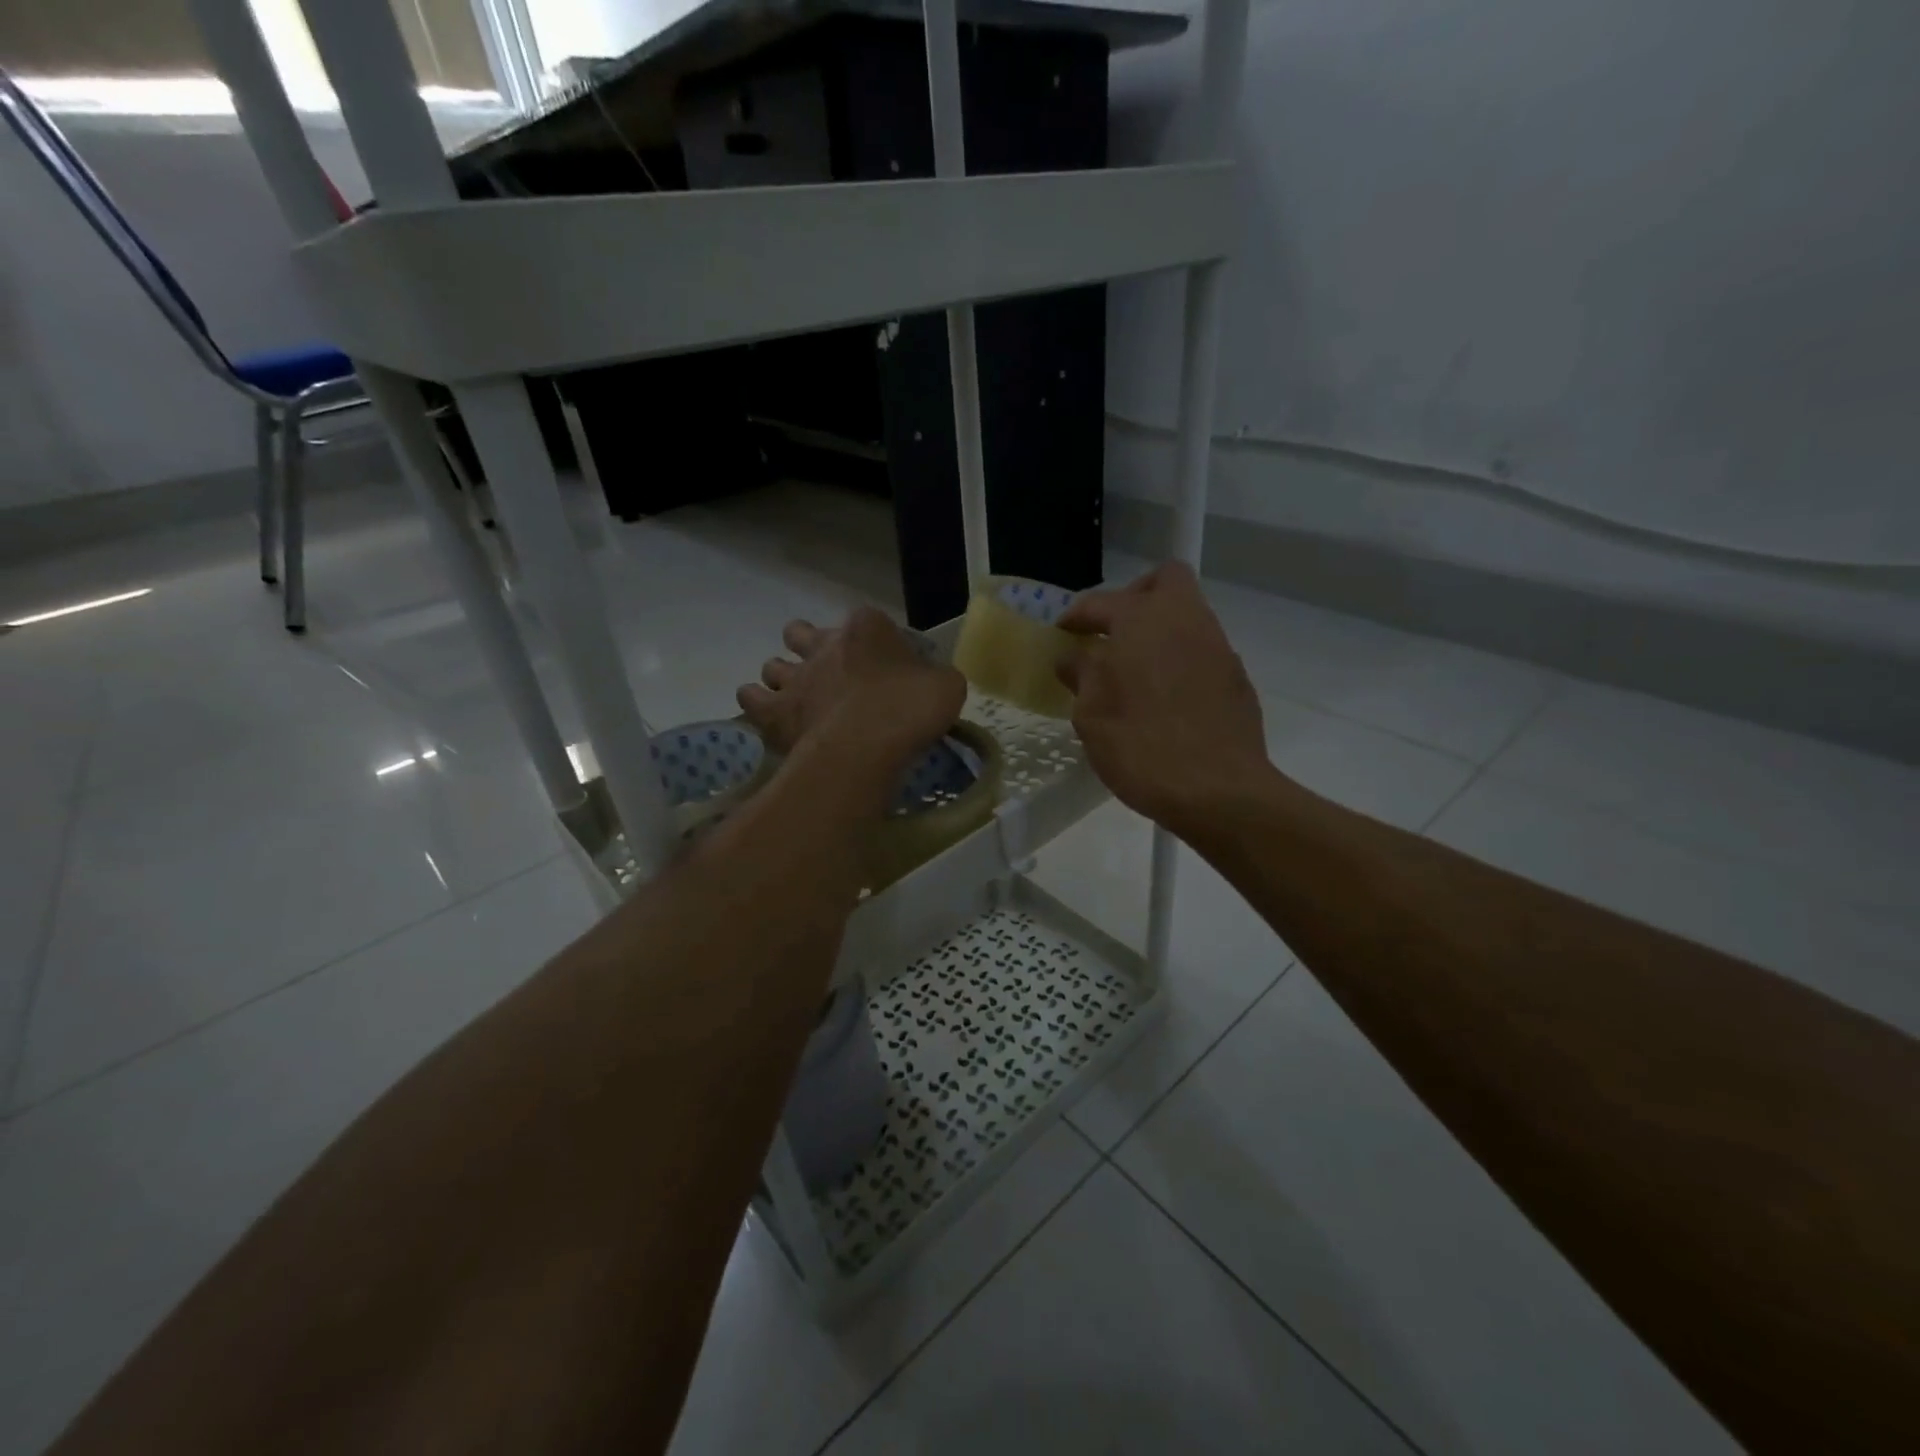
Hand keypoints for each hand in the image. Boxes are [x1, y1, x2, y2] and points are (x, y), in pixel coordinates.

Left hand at [739, 606, 966, 809]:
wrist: (869, 744)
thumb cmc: (911, 707)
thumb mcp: (946, 686)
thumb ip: (935, 678)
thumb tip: (931, 684)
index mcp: (867, 627)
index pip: (868, 622)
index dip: (876, 643)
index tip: (888, 668)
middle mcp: (824, 643)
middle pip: (802, 633)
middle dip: (809, 647)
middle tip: (830, 675)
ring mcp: (795, 676)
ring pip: (772, 665)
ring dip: (783, 678)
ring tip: (799, 700)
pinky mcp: (775, 711)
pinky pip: (751, 699)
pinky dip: (758, 706)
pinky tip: (772, 719)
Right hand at [1057, 563, 1271, 839]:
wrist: (1218, 791)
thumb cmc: (1141, 747)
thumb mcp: (1092, 714)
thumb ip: (1081, 675)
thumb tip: (1073, 657)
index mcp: (1142, 621)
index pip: (1100, 603)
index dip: (1075, 616)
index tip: (1061, 634)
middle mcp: (1185, 621)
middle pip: (1165, 581)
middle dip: (1134, 596)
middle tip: (1111, 632)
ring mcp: (1217, 648)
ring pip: (1188, 616)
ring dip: (1159, 632)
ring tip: (1133, 672)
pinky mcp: (1236, 679)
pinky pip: (1202, 652)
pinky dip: (1179, 661)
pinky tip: (1165, 699)